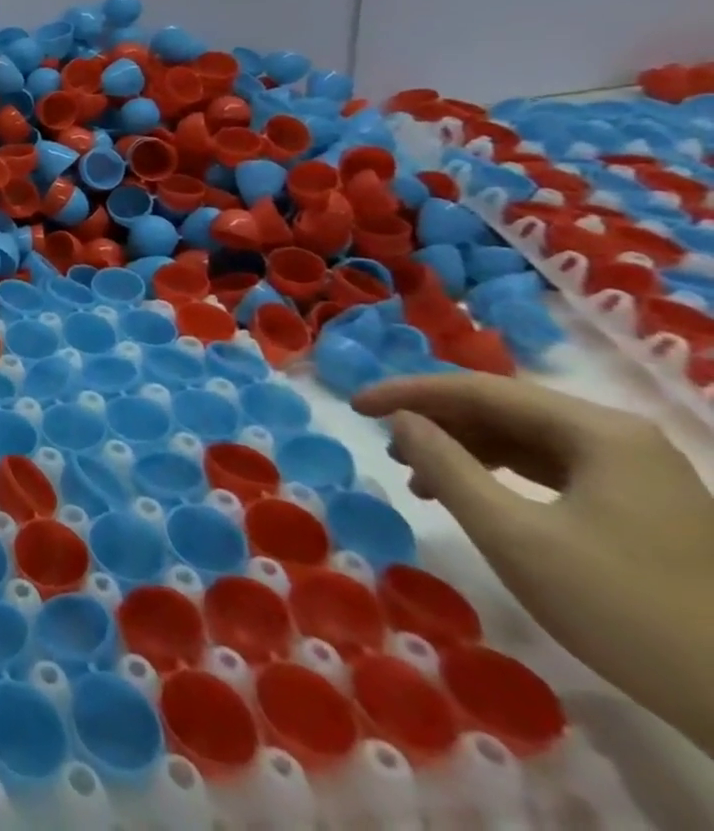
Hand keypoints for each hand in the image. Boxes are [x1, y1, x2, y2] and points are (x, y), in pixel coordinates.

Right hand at [354, 373, 713, 752]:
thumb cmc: (624, 609)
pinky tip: (471, 497)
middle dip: (435, 422)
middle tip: (383, 444)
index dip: (407, 393)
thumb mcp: (513, 535)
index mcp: (598, 431)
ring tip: (418, 477)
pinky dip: (499, 474)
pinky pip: (551, 468)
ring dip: (463, 449)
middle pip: (503, 409)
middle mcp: (621, 438)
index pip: (478, 389)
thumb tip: (401, 420)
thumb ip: (445, 466)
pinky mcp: (645, 507)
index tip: (354, 406)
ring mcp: (639, 473)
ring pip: (524, 439)